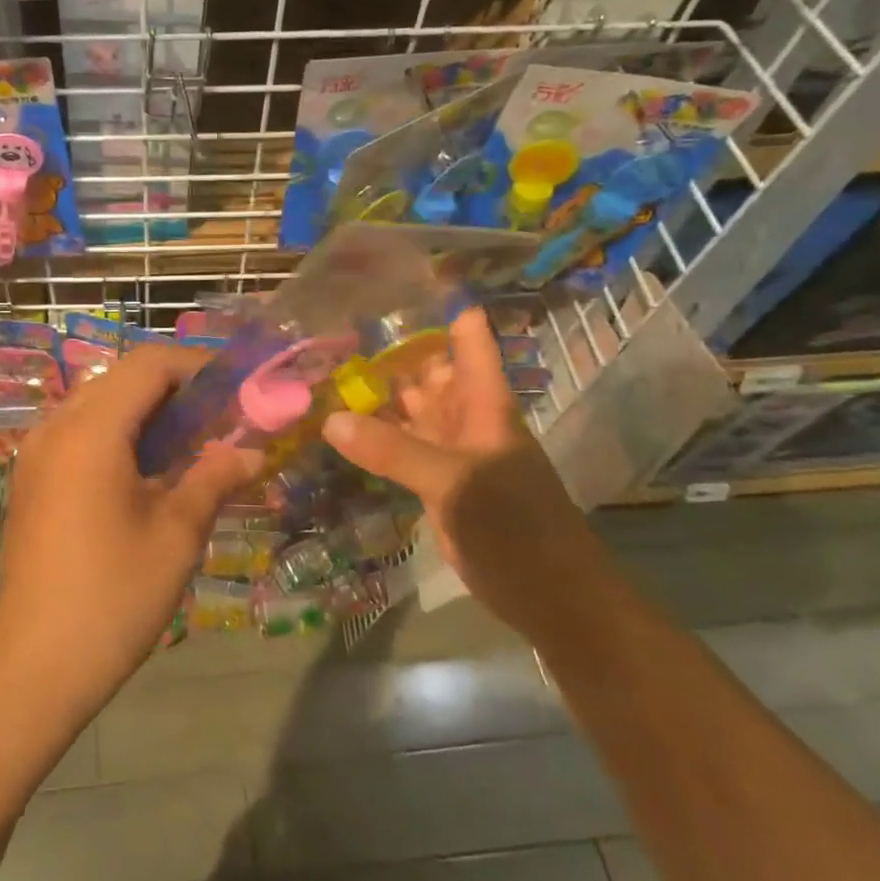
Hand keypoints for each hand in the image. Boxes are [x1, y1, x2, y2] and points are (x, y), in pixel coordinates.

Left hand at [0, 345, 258, 719]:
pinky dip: (118, 432)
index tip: (237, 387)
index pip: (148, 365)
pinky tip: (147, 470)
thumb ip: (214, 479)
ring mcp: (36, 452)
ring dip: (146, 410)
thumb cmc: (113, 596)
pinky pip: (79, 431)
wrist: (36, 664)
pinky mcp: (31, 478)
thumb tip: (251, 453)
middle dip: (174, 388)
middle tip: (220, 417)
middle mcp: (56, 427)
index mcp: (91, 431)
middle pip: (121, 378)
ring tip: (190, 443)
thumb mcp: (176, 535)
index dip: (197, 366)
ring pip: (98, 402)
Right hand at [320, 309, 595, 627]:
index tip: (399, 282)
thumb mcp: (455, 483)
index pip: (467, 340)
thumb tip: (331, 421)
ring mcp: (452, 453)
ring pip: (413, 411)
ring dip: (379, 395)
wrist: (551, 598)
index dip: (441, 308)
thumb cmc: (517, 529)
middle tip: (336, 328)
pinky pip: (402, 450)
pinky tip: (342, 430)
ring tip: (328, 370)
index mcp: (485, 404)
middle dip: (392, 351)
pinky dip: (376, 439)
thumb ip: (393, 452)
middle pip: (430, 372)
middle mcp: (468, 420)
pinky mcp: (438, 486)